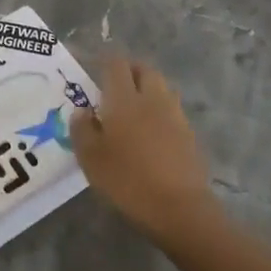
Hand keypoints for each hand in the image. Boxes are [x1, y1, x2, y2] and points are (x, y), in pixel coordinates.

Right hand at [71, 56, 215, 242]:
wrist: (179, 207)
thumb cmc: (127, 180)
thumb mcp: (91, 158)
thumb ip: (82, 129)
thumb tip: (81, 110)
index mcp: (124, 99)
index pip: (116, 65)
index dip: (105, 63)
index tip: (95, 71)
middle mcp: (152, 98)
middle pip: (144, 70)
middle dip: (130, 71)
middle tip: (115, 85)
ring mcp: (174, 115)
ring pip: (162, 87)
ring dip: (148, 88)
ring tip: (134, 106)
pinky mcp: (189, 134)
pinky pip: (172, 109)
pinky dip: (160, 110)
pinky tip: (152, 130)